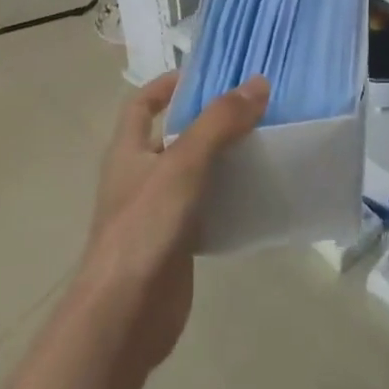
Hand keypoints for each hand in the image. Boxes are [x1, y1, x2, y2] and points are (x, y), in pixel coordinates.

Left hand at [73, 72, 268, 376]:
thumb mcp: (182, 165)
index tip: (206, 74)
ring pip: (193, 174)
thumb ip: (218, 124)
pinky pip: (205, 209)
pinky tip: (256, 196)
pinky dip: (227, 199)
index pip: (141, 104)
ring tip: (263, 144)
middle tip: (252, 108)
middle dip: (207, 121)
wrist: (125, 314)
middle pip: (173, 137)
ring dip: (222, 160)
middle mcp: (139, 177)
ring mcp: (156, 212)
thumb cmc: (144, 228)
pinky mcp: (175, 243)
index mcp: (127, 151)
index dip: (167, 85)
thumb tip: (256, 83)